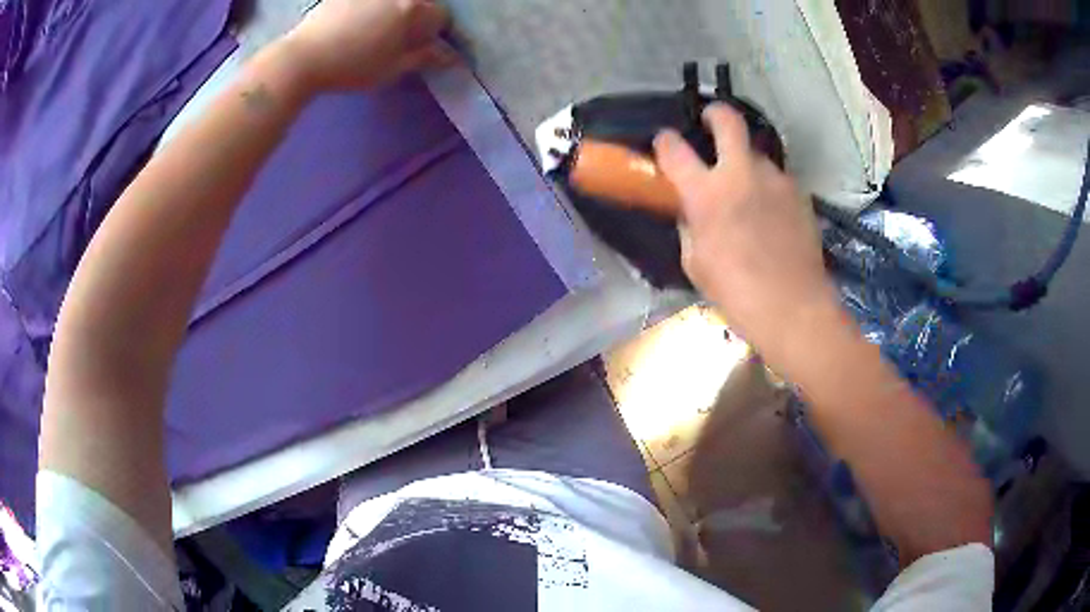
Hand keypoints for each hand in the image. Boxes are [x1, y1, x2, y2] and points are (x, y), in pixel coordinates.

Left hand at [283, 0, 454, 91]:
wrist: (303, 58)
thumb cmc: (352, 67)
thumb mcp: (392, 69)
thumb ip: (424, 58)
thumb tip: (450, 56)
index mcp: (413, 8)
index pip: (441, 17)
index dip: (437, 34)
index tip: (424, 47)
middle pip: (417, 4)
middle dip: (415, 19)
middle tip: (399, 39)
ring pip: (393, 2)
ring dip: (392, 14)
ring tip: (375, 32)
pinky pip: (368, 4)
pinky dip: (369, 11)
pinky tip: (356, 23)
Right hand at [653, 104, 844, 363]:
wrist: (794, 307)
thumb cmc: (737, 293)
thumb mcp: (696, 263)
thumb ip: (690, 227)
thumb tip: (691, 211)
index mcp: (706, 193)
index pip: (674, 150)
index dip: (665, 141)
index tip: (664, 142)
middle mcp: (741, 174)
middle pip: (728, 120)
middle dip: (715, 113)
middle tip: (711, 121)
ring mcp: (775, 180)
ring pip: (756, 154)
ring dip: (746, 163)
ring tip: (747, 189)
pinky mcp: (799, 194)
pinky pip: (777, 180)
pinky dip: (768, 188)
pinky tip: (771, 213)